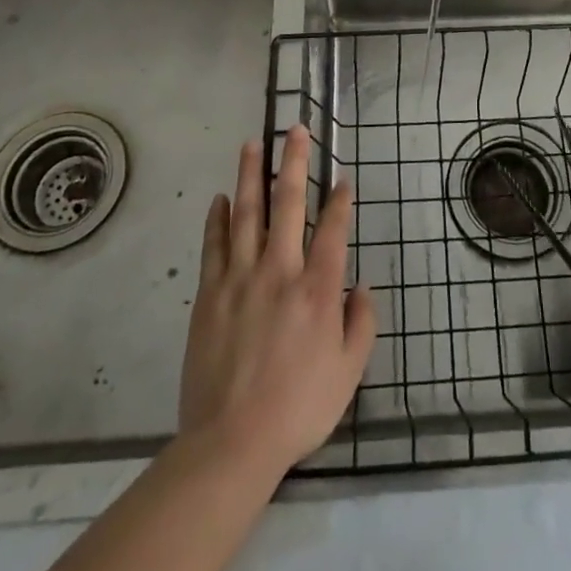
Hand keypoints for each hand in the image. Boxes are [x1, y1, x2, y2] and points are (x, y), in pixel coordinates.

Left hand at [178, 125, 376, 476]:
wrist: (231, 441)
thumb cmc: (298, 408)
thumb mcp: (348, 373)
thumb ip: (361, 323)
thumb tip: (360, 286)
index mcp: (318, 288)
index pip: (333, 229)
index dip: (340, 200)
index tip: (343, 179)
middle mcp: (281, 270)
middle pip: (288, 203)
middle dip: (294, 162)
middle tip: (294, 129)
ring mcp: (241, 277)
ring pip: (247, 212)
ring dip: (251, 174)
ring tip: (252, 143)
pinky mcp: (210, 293)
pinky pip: (214, 244)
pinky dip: (218, 218)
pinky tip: (220, 197)